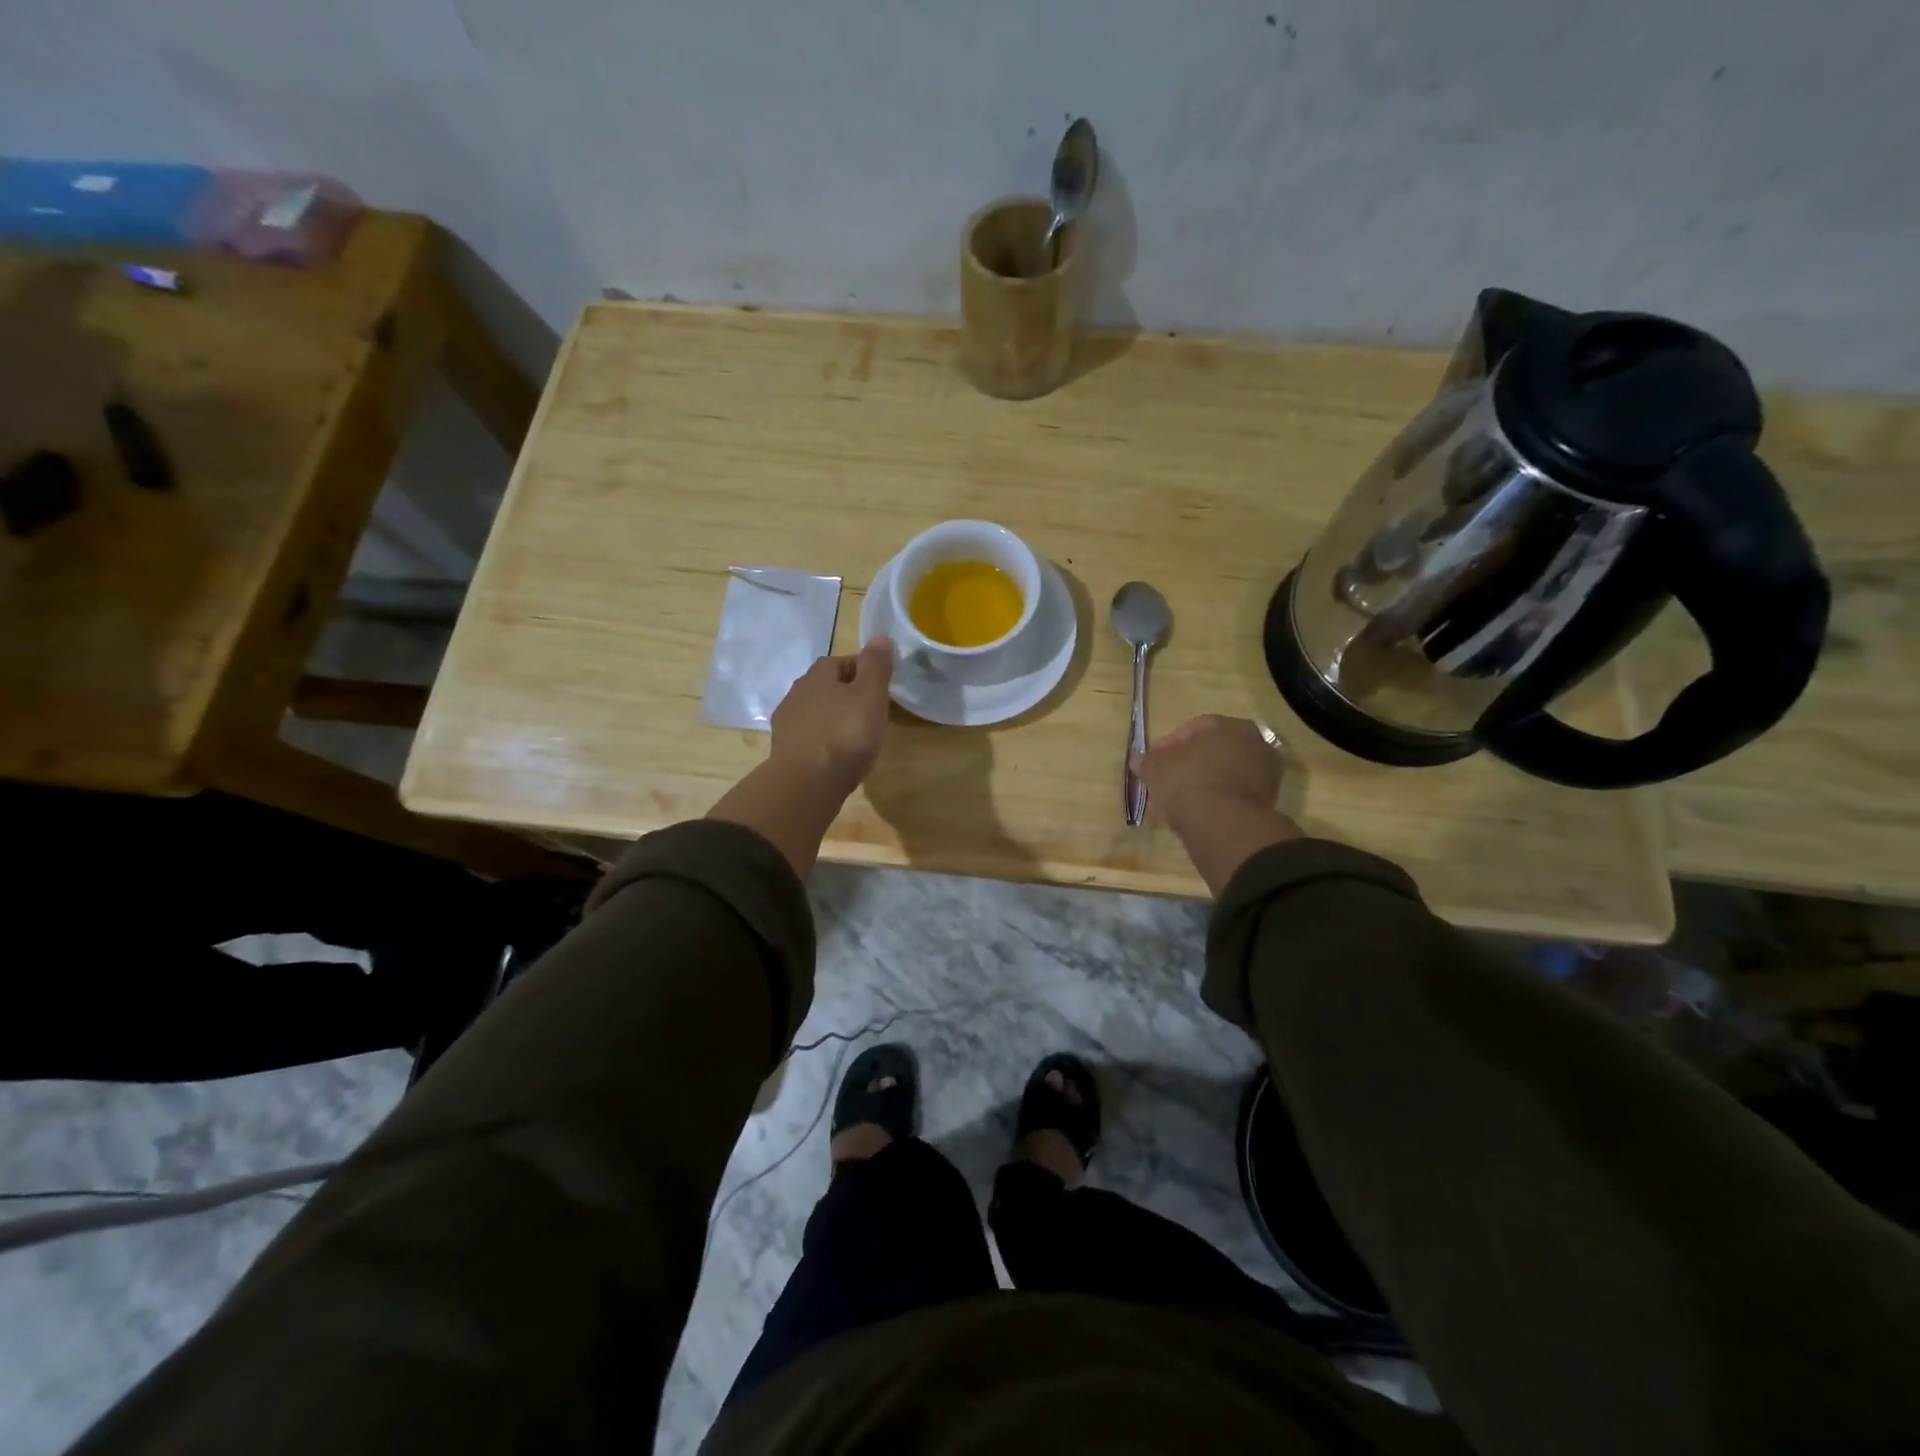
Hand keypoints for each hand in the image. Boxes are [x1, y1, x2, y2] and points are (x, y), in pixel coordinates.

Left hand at [769, 637, 895, 799]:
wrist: (806, 784)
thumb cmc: (845, 734)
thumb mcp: (870, 696)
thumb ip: (876, 666)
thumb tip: (881, 636)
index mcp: (817, 676)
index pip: (839, 662)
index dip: (861, 670)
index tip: (879, 686)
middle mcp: (796, 694)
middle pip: (825, 687)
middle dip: (845, 695)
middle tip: (870, 711)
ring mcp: (787, 724)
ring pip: (815, 713)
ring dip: (833, 719)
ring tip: (856, 736)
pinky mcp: (785, 751)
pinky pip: (809, 737)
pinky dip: (823, 741)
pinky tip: (837, 756)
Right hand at [1136, 716, 1299, 895]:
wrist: (1224, 825)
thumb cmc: (1188, 783)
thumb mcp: (1156, 768)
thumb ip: (1147, 761)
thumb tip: (1138, 760)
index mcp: (1231, 726)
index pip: (1195, 728)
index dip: (1170, 744)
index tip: (1154, 760)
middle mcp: (1255, 744)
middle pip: (1213, 751)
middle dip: (1188, 764)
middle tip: (1167, 779)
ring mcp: (1266, 775)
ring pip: (1224, 774)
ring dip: (1202, 784)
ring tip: (1178, 801)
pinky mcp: (1267, 802)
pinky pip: (1233, 795)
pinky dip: (1216, 801)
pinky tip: (1196, 813)